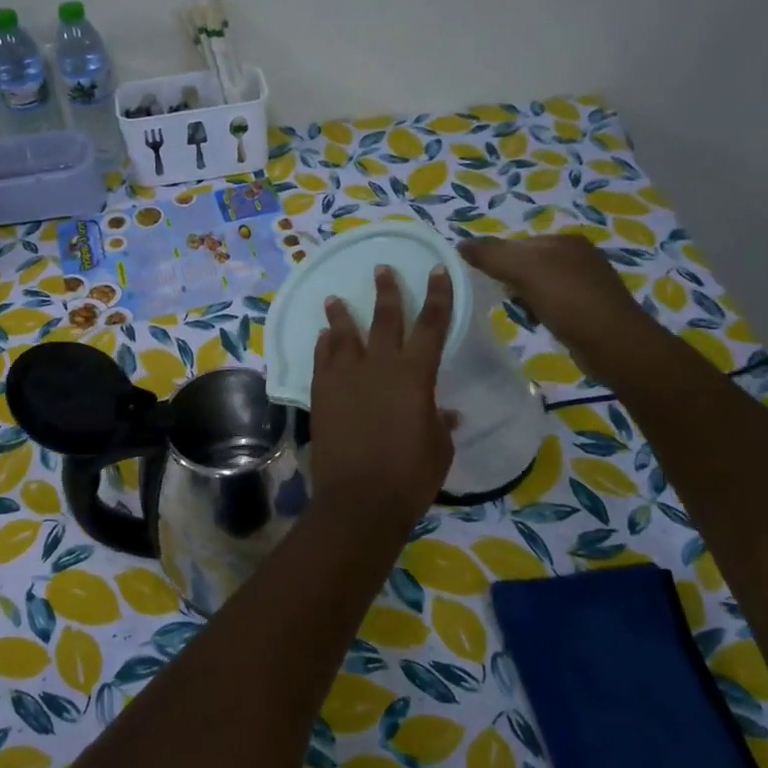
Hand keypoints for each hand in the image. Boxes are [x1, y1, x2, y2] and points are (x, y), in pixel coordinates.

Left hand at [307, 265, 455, 532]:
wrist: (359, 499)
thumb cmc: (410, 476)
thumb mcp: (438, 448)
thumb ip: (439, 423)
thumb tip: (446, 413)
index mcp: (415, 375)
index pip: (431, 324)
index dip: (437, 296)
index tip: (438, 270)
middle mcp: (379, 366)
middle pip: (384, 319)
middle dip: (386, 291)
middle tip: (382, 269)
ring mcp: (345, 378)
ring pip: (344, 335)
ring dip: (341, 314)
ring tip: (334, 298)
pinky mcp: (321, 394)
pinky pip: (322, 360)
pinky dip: (324, 345)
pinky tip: (323, 337)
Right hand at [460, 234, 660, 376]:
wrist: (614, 344)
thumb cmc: (569, 301)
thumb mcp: (525, 270)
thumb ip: (491, 254)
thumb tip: (461, 244)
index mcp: (564, 240)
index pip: (516, 243)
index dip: (497, 261)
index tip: (488, 282)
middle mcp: (578, 255)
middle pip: (526, 263)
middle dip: (511, 282)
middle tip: (507, 300)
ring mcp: (586, 282)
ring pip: (538, 284)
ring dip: (524, 298)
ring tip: (523, 314)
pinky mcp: (589, 307)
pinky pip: (552, 302)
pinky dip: (540, 311)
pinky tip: (540, 323)